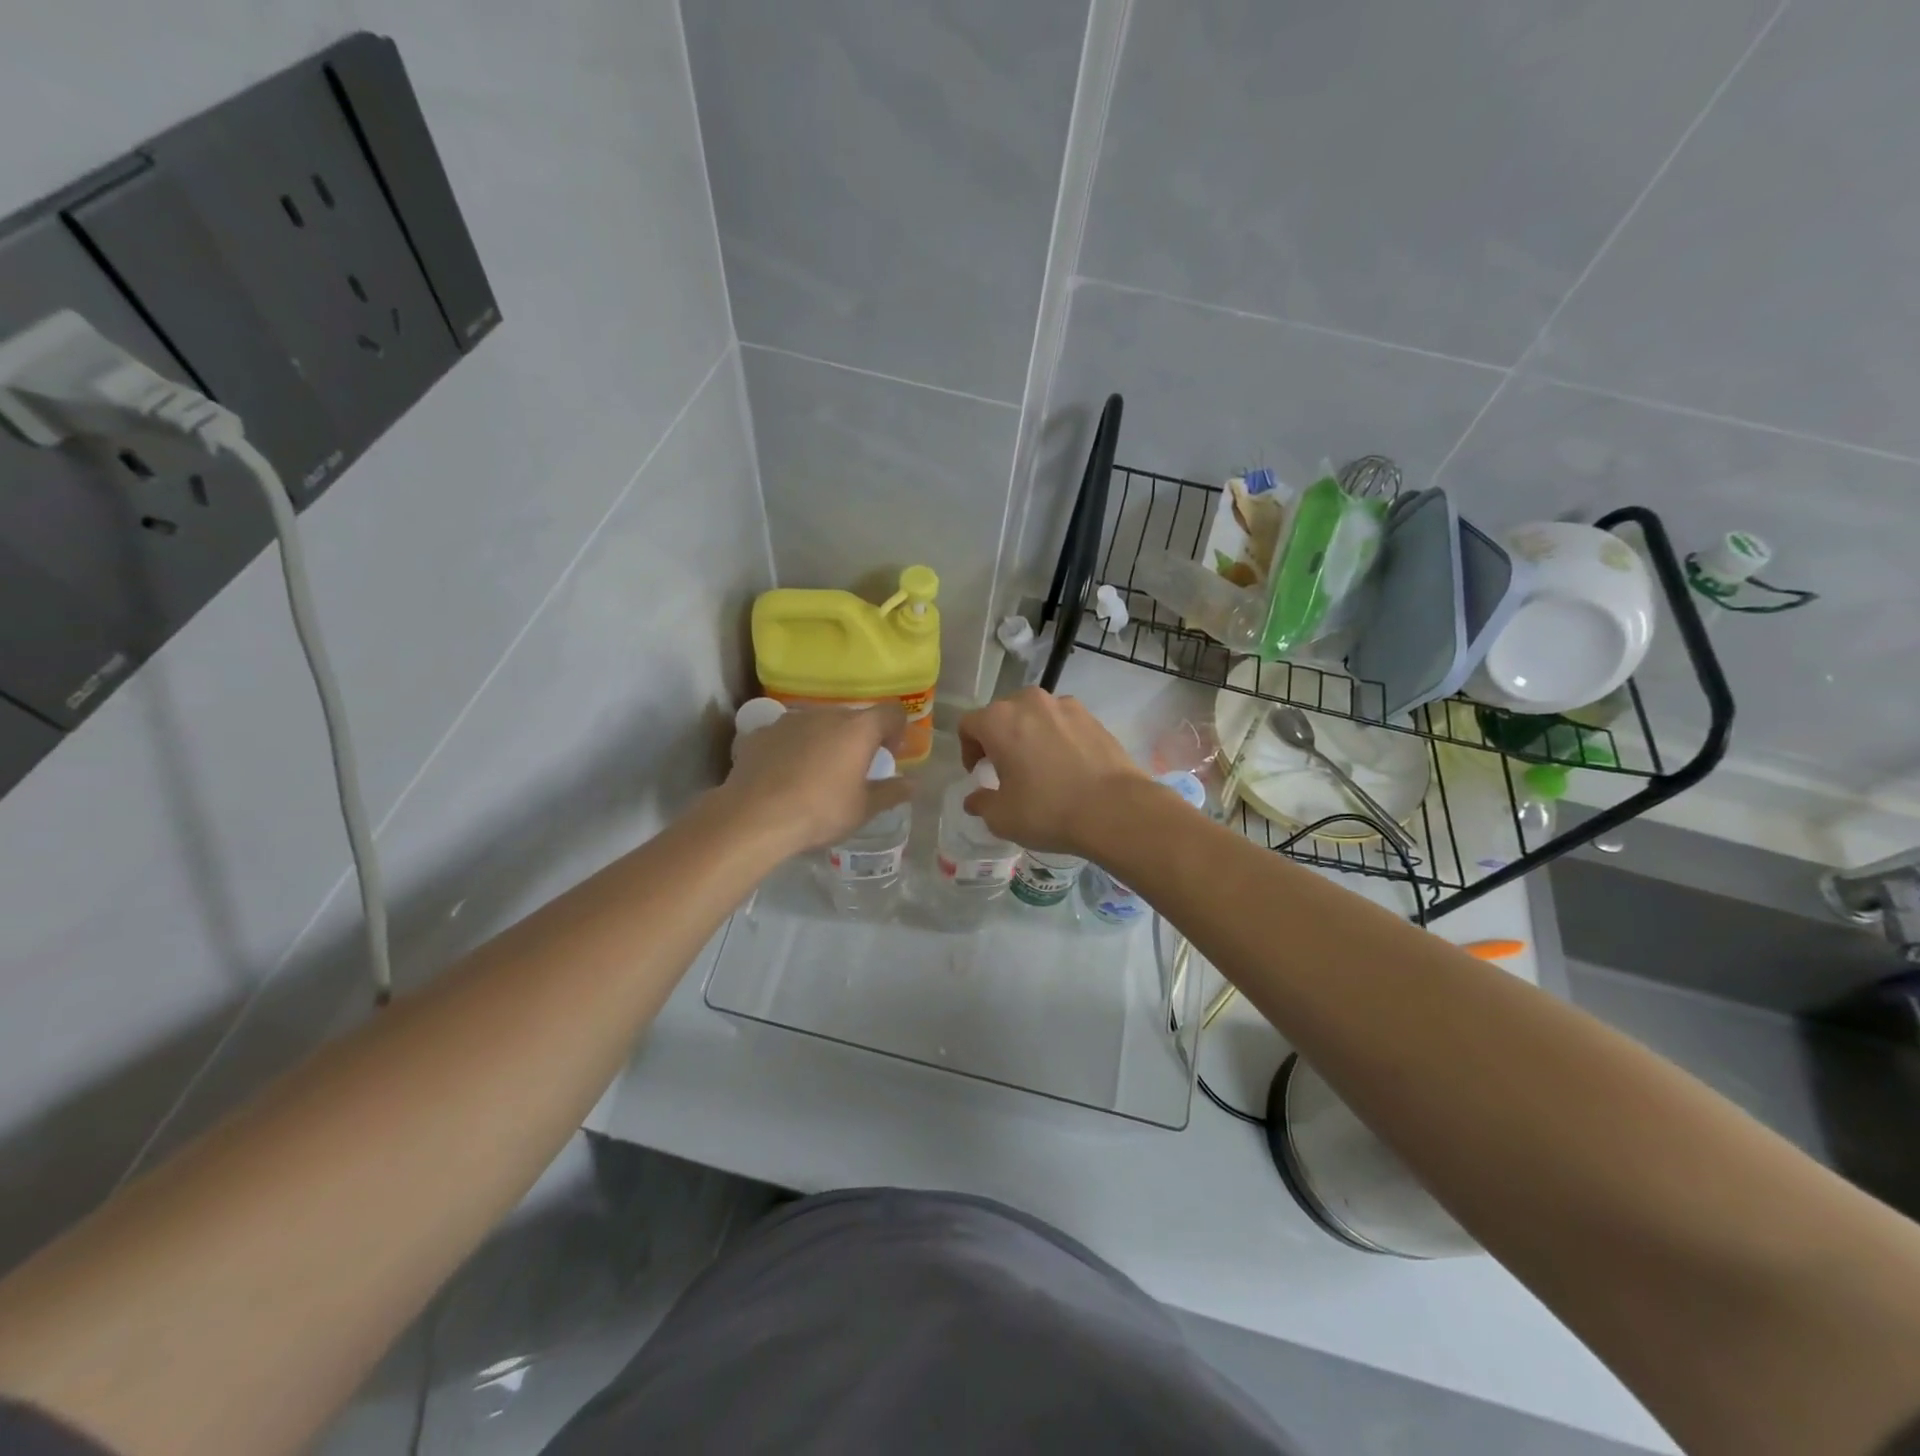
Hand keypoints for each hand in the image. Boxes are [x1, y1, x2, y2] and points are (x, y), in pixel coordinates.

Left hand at [719, 704, 910, 853]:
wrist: (754, 818)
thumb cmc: (820, 812)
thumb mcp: (863, 809)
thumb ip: (890, 793)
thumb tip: (911, 785)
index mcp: (858, 729)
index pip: (891, 712)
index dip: (897, 730)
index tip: (888, 755)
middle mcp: (825, 715)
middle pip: (852, 717)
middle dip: (858, 739)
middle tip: (853, 770)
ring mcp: (788, 721)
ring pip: (816, 724)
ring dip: (823, 741)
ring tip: (815, 773)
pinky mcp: (759, 734)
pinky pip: (785, 736)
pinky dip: (791, 749)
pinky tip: (783, 776)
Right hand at [956, 689, 1145, 854]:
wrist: (1116, 809)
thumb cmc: (1048, 810)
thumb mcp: (1002, 817)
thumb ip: (981, 803)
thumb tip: (975, 798)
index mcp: (999, 721)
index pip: (969, 725)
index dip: (968, 750)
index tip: (979, 773)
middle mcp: (1030, 702)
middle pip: (1002, 714)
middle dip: (999, 738)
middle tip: (1006, 769)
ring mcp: (1065, 706)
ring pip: (1035, 715)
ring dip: (1029, 734)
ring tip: (1040, 766)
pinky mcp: (1093, 717)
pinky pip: (1063, 723)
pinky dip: (1058, 738)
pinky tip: (1068, 767)